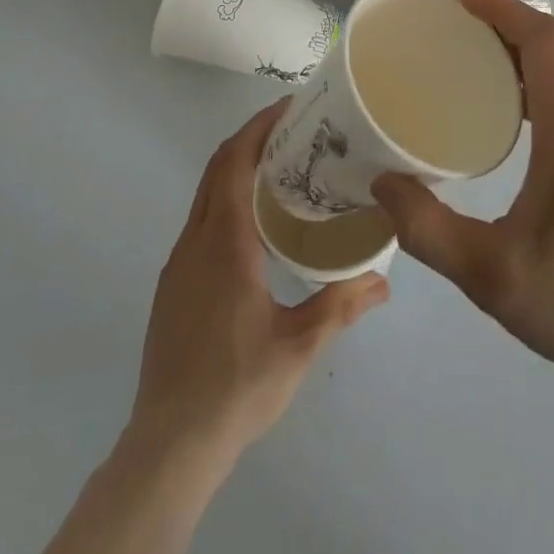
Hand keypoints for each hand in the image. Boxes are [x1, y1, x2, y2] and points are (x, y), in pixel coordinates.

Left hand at [129, 100, 389, 465]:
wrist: (169, 444)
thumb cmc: (236, 386)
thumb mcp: (299, 346)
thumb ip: (341, 306)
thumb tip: (384, 280)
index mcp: (224, 243)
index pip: (234, 163)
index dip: (258, 128)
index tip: (288, 109)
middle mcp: (195, 241)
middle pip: (217, 169)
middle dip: (250, 139)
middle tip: (293, 130)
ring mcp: (178, 263)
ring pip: (205, 194)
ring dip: (237, 169)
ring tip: (281, 170)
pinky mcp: (172, 285)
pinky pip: (200, 220)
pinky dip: (225, 198)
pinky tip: (254, 224)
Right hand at [371, 0, 553, 395]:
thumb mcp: (490, 273)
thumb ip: (428, 229)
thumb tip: (381, 183)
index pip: (545, 42)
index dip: (504, 10)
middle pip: (553, 46)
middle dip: (503, 22)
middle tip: (449, 24)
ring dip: (518, 48)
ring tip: (466, 55)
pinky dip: (531, 76)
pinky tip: (498, 107)